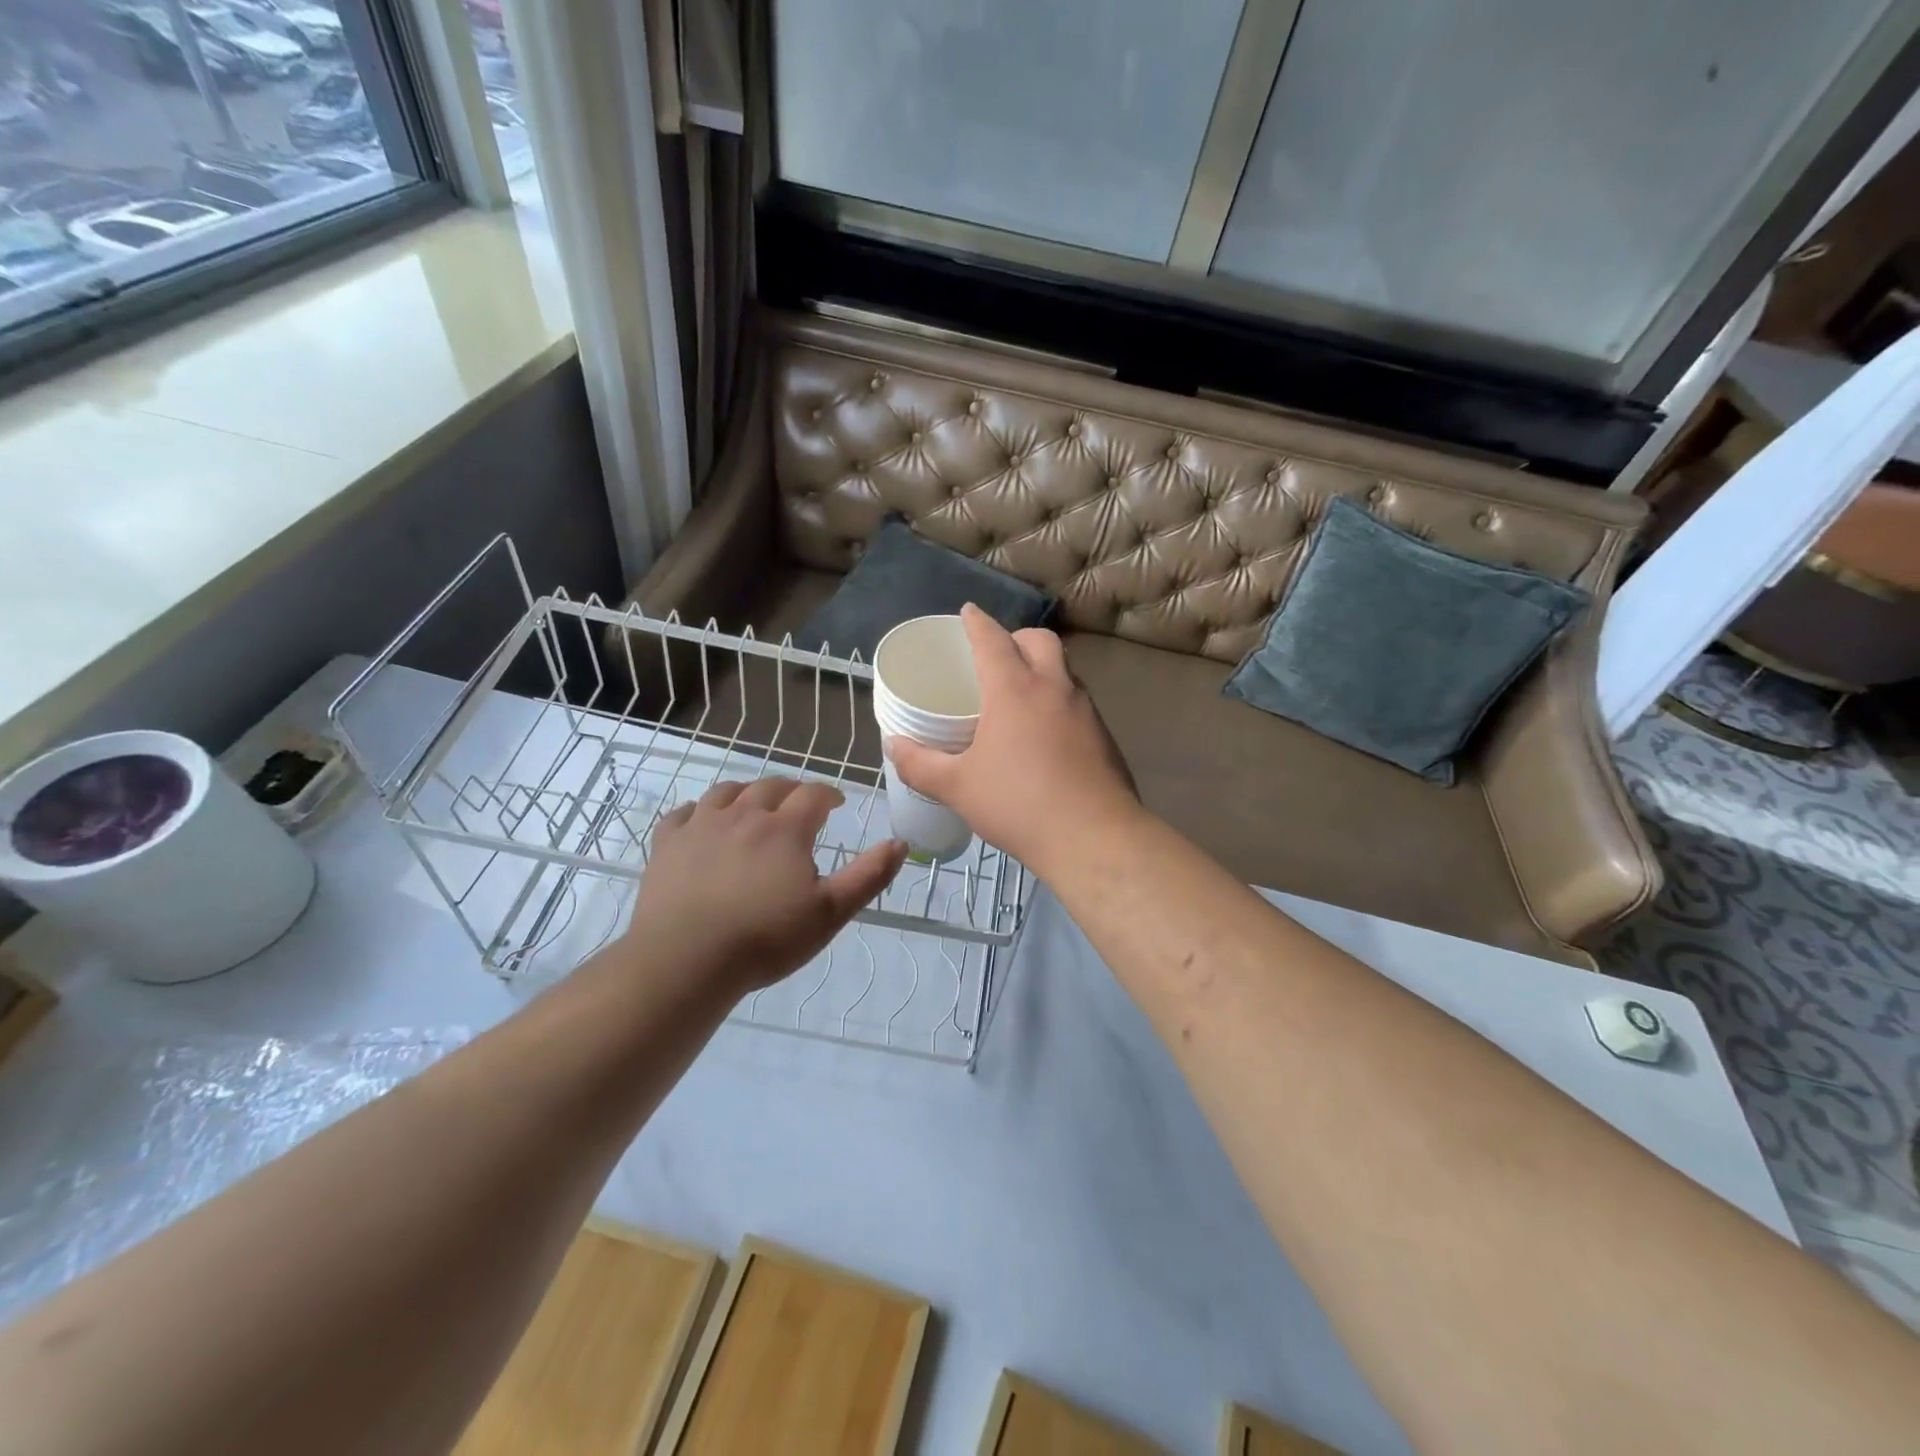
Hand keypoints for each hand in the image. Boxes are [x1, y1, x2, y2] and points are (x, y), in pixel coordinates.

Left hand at [628, 778, 906, 993]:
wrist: (686, 960)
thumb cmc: (766, 938)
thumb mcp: (830, 913)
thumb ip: (868, 876)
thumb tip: (900, 843)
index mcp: (785, 829)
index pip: (813, 795)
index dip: (828, 794)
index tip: (836, 804)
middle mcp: (744, 815)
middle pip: (770, 787)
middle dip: (790, 790)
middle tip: (799, 803)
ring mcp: (701, 826)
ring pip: (726, 792)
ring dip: (746, 792)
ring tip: (754, 804)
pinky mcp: (667, 844)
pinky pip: (683, 813)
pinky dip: (698, 811)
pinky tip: (702, 822)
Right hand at [887, 605, 1137, 874]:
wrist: (1094, 838)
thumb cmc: (1018, 805)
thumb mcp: (957, 787)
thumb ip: (920, 764)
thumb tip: (893, 746)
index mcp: (1015, 689)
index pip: (993, 639)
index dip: (977, 622)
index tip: (968, 611)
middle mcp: (1054, 688)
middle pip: (1039, 640)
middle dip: (1017, 637)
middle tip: (998, 656)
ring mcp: (1086, 711)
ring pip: (1064, 670)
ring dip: (1043, 669)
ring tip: (1021, 695)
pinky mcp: (1105, 736)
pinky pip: (1078, 702)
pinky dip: (1059, 702)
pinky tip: (1047, 735)